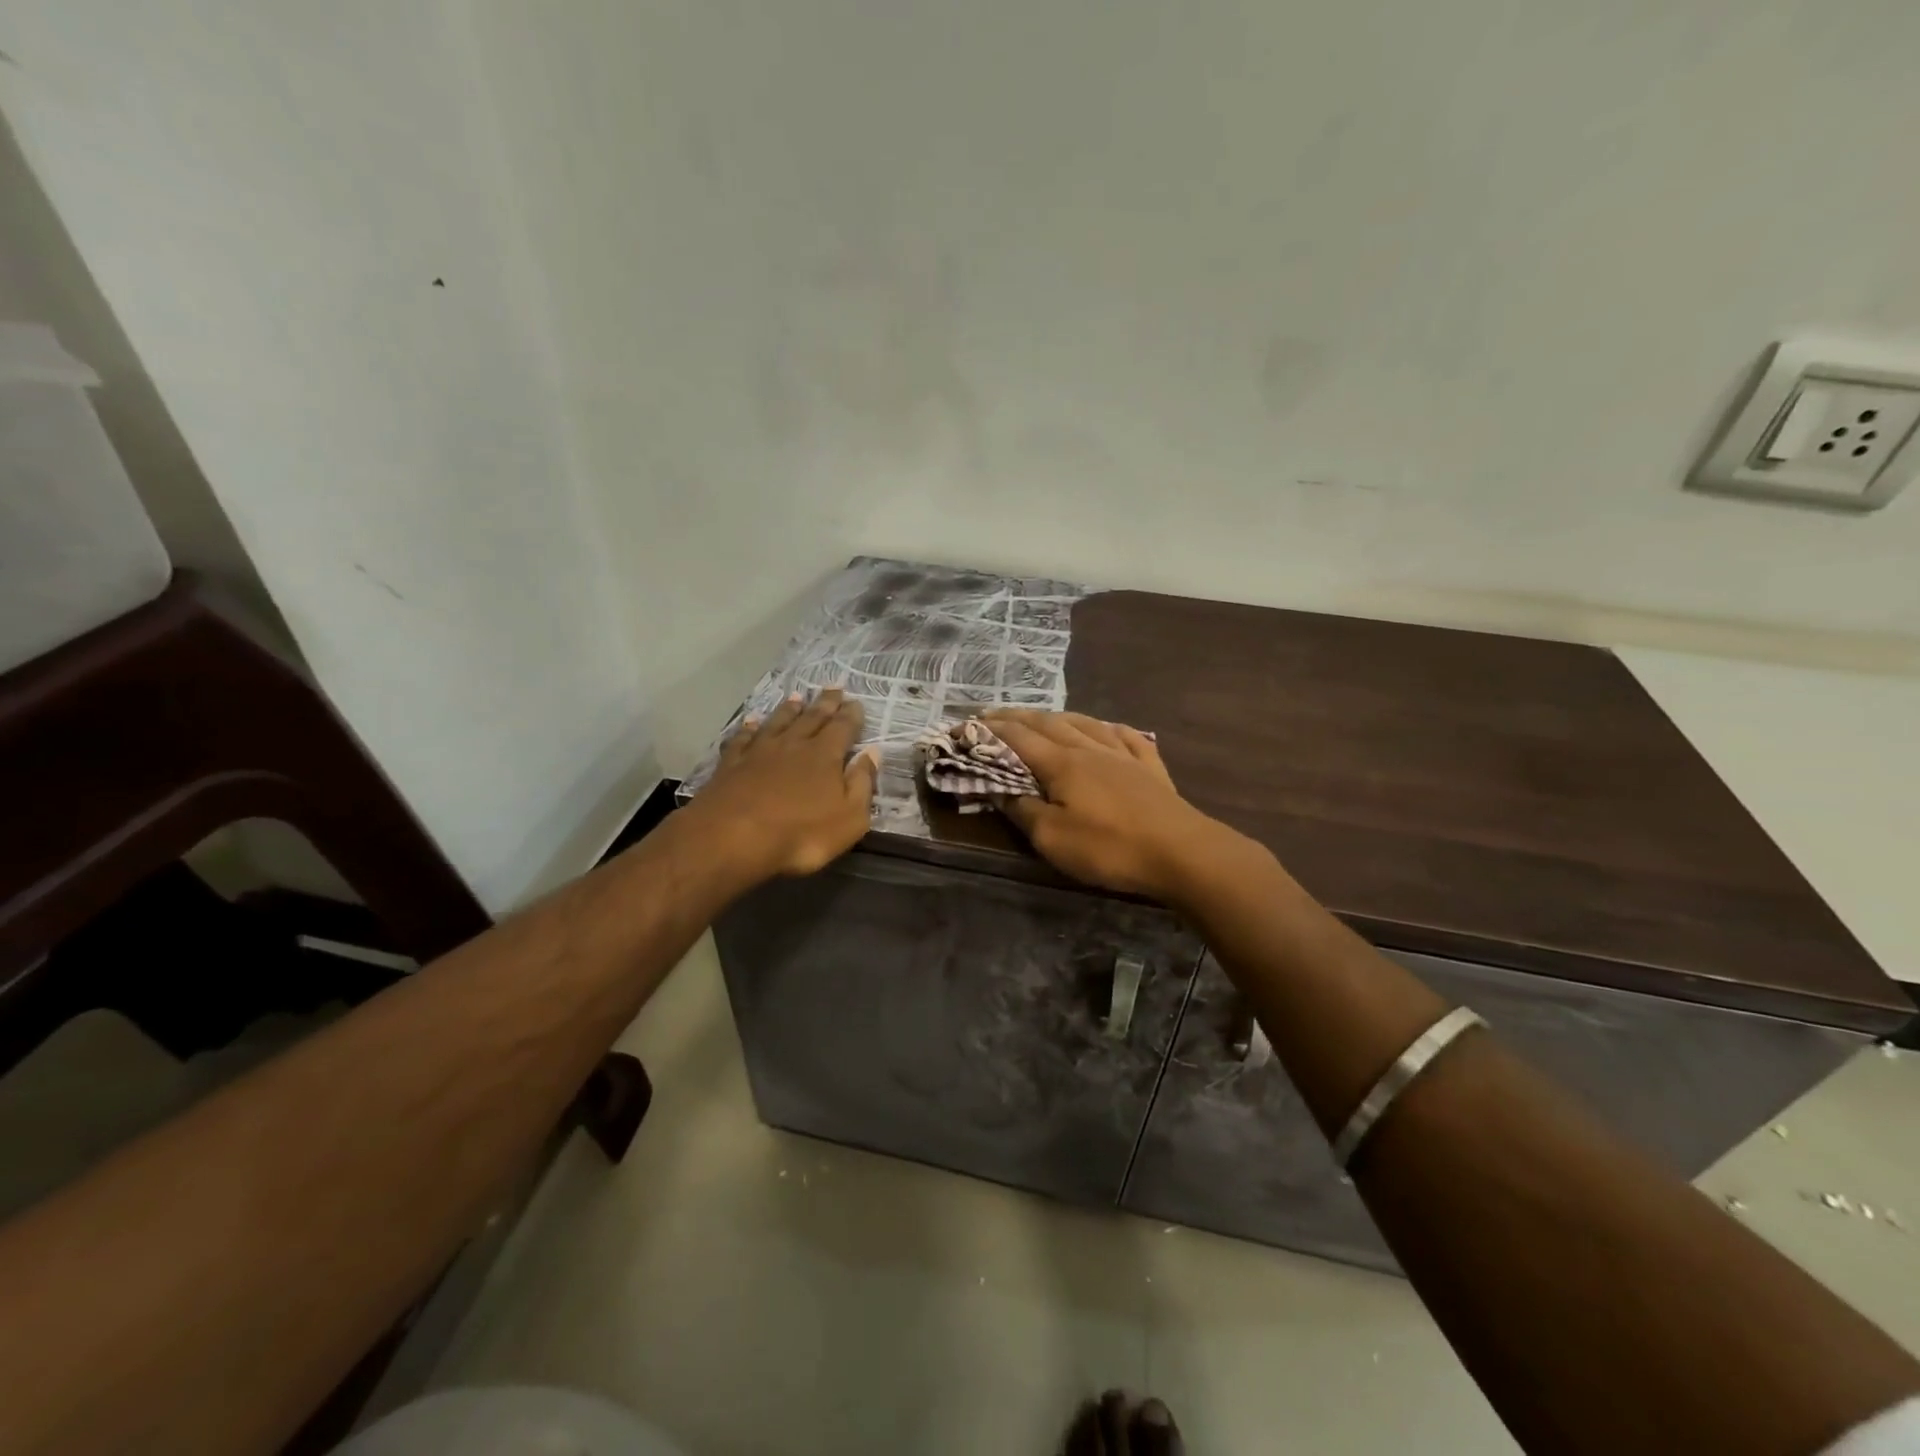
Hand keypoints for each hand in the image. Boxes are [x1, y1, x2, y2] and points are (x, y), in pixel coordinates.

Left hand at [688, 688, 879, 879]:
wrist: (732, 838)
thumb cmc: (801, 834)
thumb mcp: (849, 817)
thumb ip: (862, 783)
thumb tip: (872, 753)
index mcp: (825, 755)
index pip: (843, 727)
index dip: (852, 715)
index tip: (857, 702)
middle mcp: (793, 745)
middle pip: (812, 718)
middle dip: (825, 703)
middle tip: (834, 687)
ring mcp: (759, 752)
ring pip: (778, 722)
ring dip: (789, 709)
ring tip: (797, 697)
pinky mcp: (731, 764)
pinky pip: (742, 738)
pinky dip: (748, 728)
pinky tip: (750, 722)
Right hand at [981, 710, 1225, 900]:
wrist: (1181, 852)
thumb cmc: (1109, 847)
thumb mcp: (1052, 838)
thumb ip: (1022, 810)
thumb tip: (998, 789)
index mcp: (1062, 763)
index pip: (1017, 738)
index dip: (989, 730)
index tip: (964, 725)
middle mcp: (1090, 748)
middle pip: (1048, 723)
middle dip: (1017, 717)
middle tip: (993, 715)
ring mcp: (1123, 754)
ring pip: (1084, 723)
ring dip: (1057, 716)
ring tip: (1042, 717)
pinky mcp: (1150, 767)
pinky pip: (1125, 735)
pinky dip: (1107, 727)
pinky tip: (1107, 728)